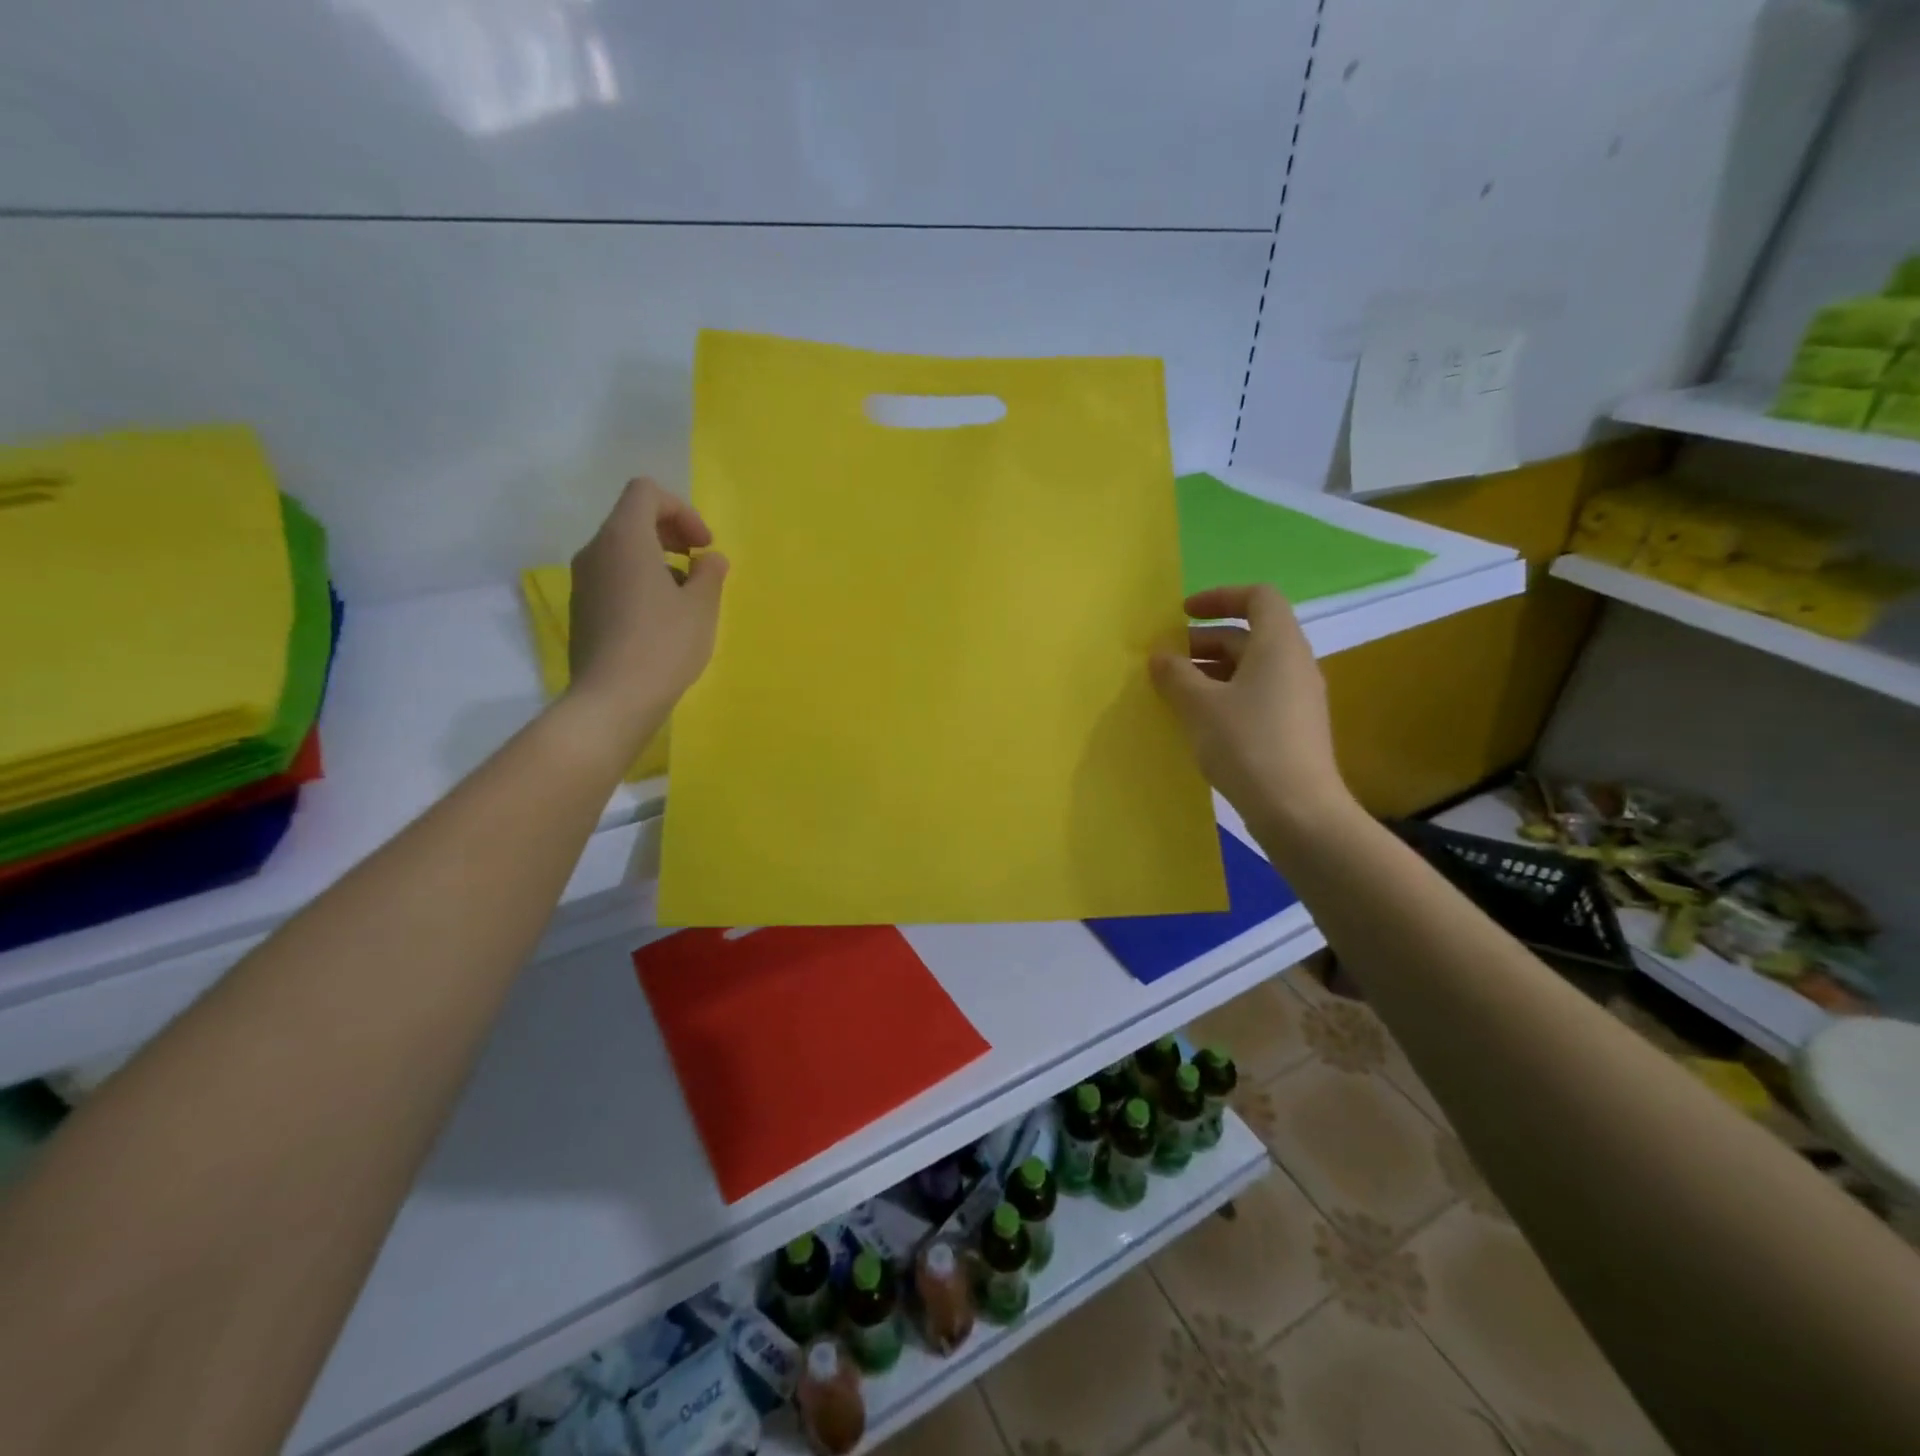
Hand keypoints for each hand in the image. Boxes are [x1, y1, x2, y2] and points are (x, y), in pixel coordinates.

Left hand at [565, 478, 727, 750]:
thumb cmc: (663, 645)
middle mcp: (596, 550)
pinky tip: (662, 620)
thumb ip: (710, 574)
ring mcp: (584, 581)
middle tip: (699, 564)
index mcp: (624, 538)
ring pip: (622, 550)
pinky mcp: (582, 609)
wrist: (613, 699)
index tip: (704, 546)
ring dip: (657, 560)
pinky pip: (613, 578)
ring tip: (685, 597)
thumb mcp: (702, 607)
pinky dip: (640, 582)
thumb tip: (709, 560)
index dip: (681, 510)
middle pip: (632, 518)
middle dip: (671, 533)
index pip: (646, 492)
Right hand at [1149, 585, 1355, 846]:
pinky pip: (1256, 696)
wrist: (1297, 810)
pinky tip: (1198, 721)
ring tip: (1173, 692)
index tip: (1182, 614)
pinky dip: (1224, 696)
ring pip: (1250, 669)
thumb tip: (1160, 656)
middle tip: (1165, 661)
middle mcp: (1294, 664)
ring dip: (1210, 671)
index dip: (1219, 597)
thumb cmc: (1246, 744)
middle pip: (1249, 635)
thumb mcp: (1199, 705)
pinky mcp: (1293, 728)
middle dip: (1203, 641)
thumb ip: (1175, 674)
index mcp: (1279, 645)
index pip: (1257, 597)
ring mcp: (1297, 698)